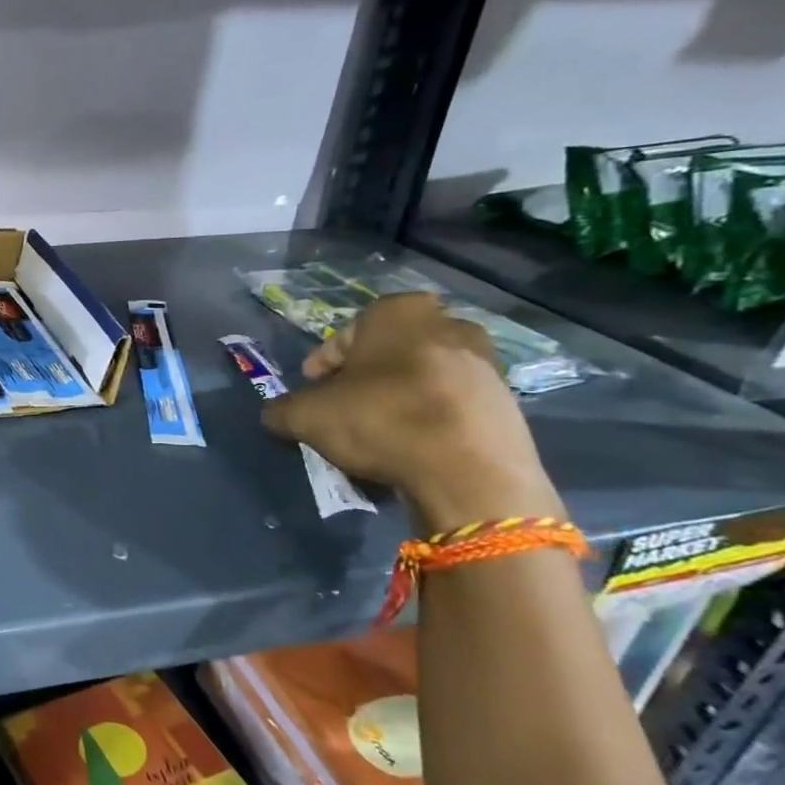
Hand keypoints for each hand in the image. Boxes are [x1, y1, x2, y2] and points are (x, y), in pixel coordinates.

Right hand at [260, 293, 563, 529]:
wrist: (470, 471)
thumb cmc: (381, 420)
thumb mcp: (305, 415)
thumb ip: (282, 409)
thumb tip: (277, 414)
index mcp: (397, 312)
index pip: (345, 334)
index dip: (323, 365)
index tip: (312, 391)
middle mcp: (447, 324)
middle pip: (387, 353)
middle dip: (365, 378)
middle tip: (343, 408)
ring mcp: (485, 362)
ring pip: (422, 377)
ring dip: (398, 399)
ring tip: (376, 433)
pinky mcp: (507, 401)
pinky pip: (451, 404)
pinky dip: (429, 420)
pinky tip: (411, 447)